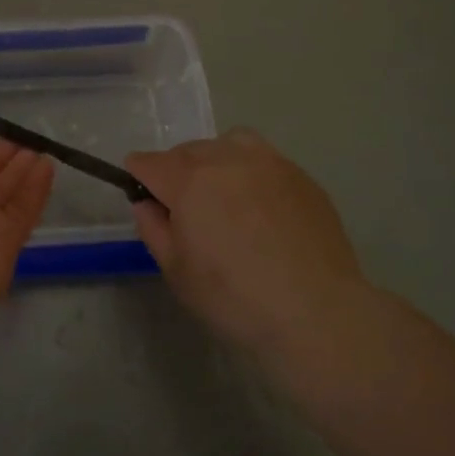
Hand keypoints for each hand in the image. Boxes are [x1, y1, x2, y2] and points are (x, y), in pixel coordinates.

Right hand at [127, 130, 366, 351]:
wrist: (316, 312)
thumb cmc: (234, 298)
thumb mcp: (176, 271)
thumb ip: (154, 228)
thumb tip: (147, 204)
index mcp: (189, 181)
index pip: (150, 162)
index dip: (138, 176)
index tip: (141, 193)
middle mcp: (227, 159)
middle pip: (187, 150)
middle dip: (175, 170)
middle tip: (182, 207)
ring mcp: (269, 163)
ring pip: (229, 143)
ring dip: (215, 160)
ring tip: (222, 193)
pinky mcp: (301, 176)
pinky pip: (264, 160)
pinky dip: (250, 172)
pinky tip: (260, 208)